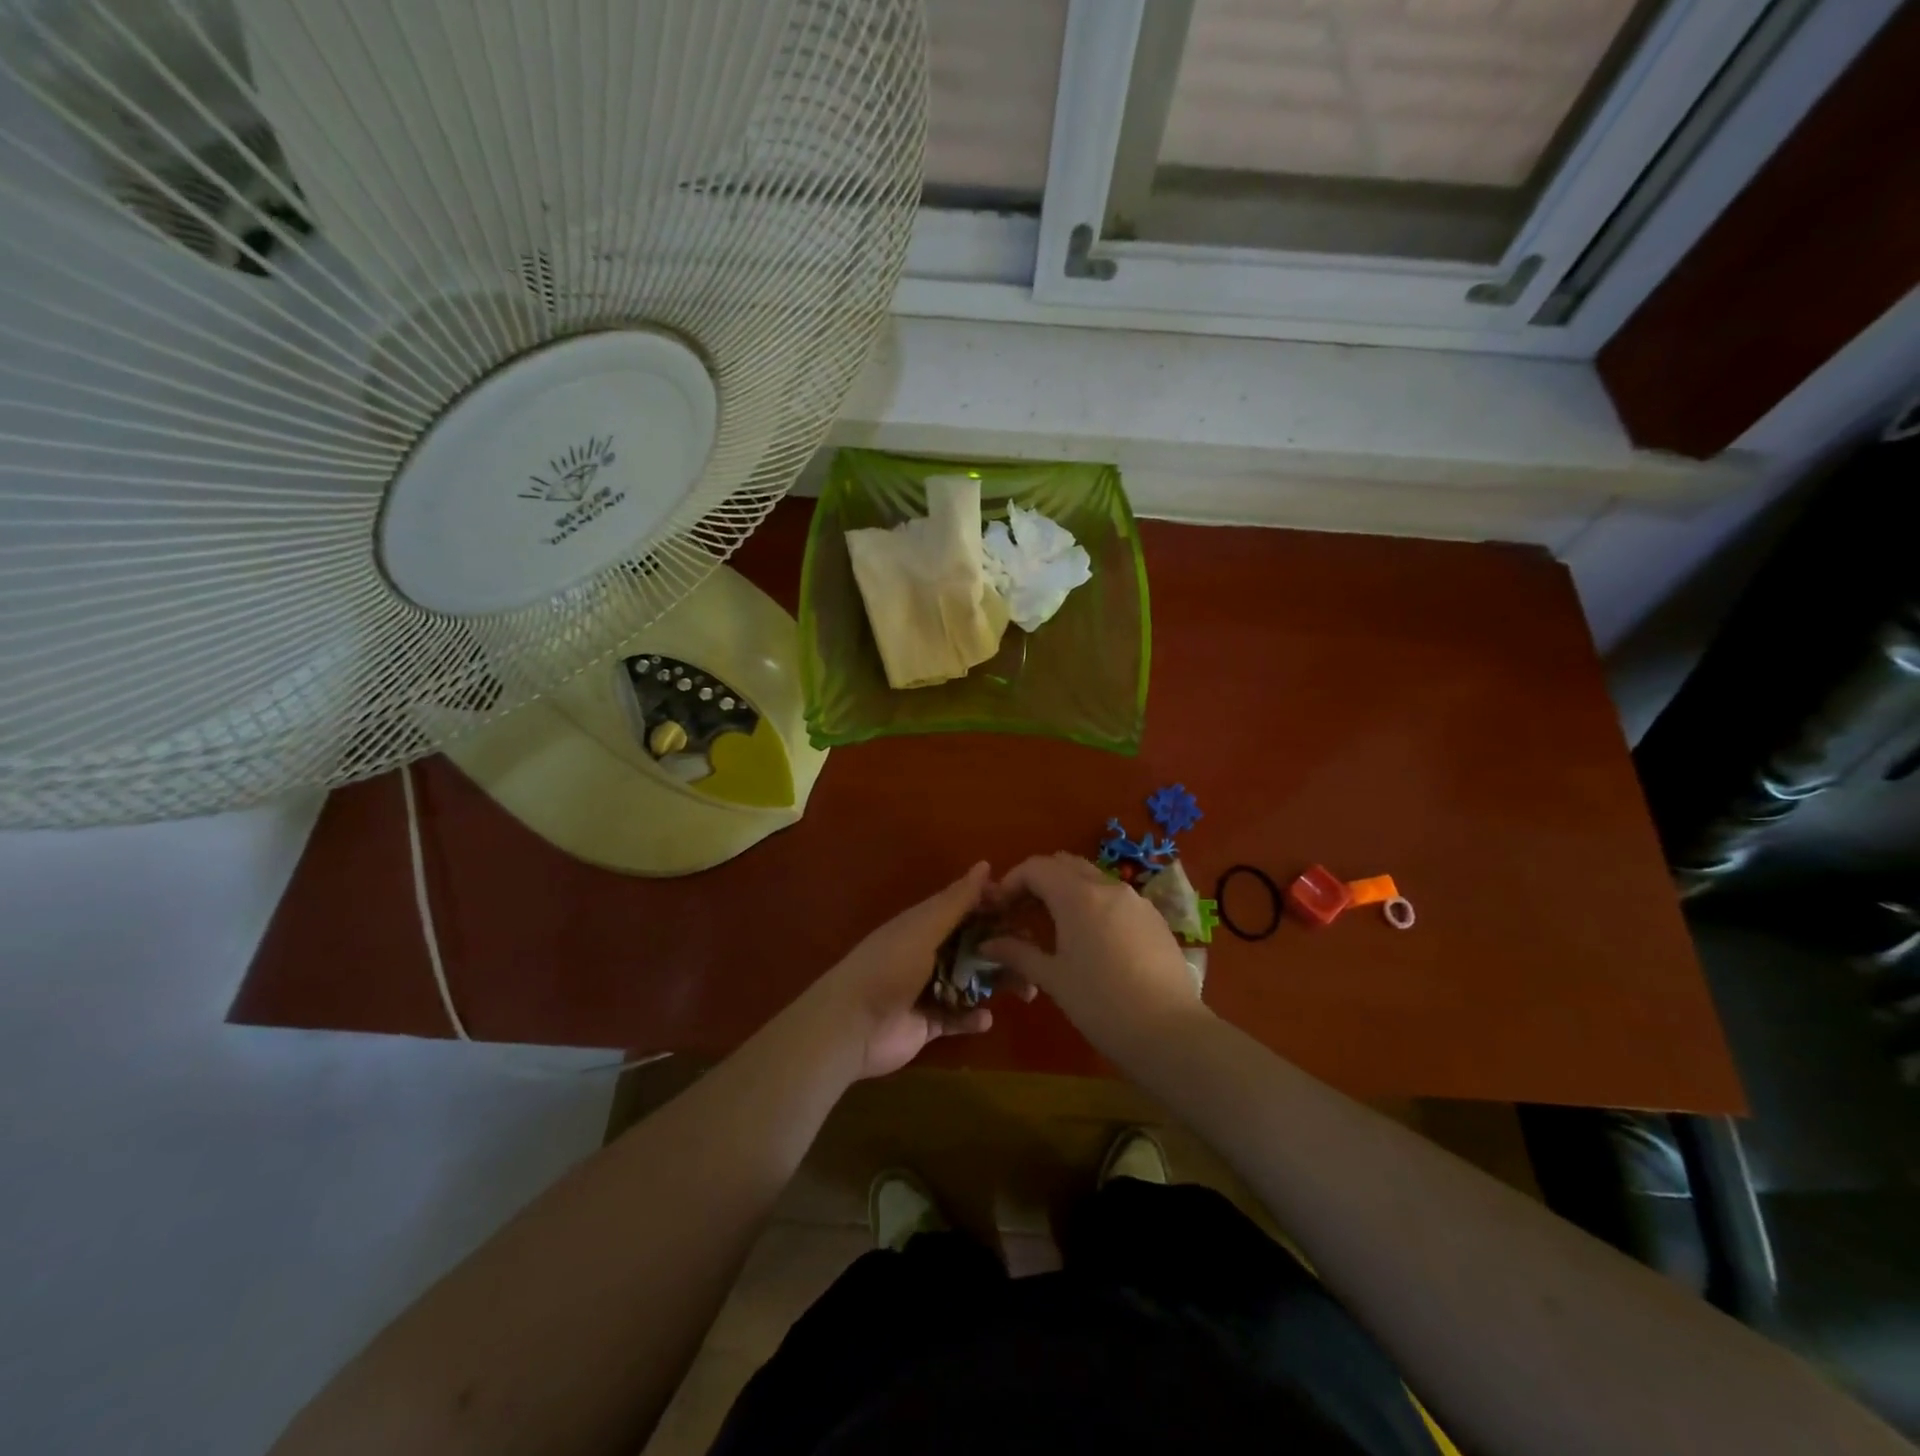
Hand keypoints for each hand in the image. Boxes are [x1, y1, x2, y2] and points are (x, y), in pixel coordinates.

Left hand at [800, 862, 1027, 1080]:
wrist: (851, 1026)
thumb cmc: (889, 967)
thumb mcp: (925, 928)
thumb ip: (956, 901)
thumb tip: (986, 864)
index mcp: (926, 925)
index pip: (967, 909)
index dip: (996, 907)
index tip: (1029, 909)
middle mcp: (930, 953)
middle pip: (976, 946)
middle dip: (1005, 949)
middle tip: (1037, 956)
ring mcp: (930, 989)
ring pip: (973, 982)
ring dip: (998, 984)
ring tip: (1027, 991)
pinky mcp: (929, 1023)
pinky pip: (959, 1017)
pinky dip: (973, 1018)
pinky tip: (985, 1019)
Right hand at [984, 853, 1207, 1059]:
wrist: (1170, 1032)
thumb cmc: (1101, 1004)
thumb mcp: (1053, 979)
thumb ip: (1018, 954)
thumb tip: (987, 945)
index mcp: (1078, 896)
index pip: (1036, 867)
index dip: (1012, 881)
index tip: (1000, 907)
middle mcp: (1108, 887)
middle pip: (1065, 864)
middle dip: (1039, 880)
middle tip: (1023, 911)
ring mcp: (1136, 900)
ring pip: (1093, 878)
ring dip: (1068, 890)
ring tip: (1055, 925)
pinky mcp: (1155, 918)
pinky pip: (1116, 898)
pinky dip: (1095, 904)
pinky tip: (1093, 940)